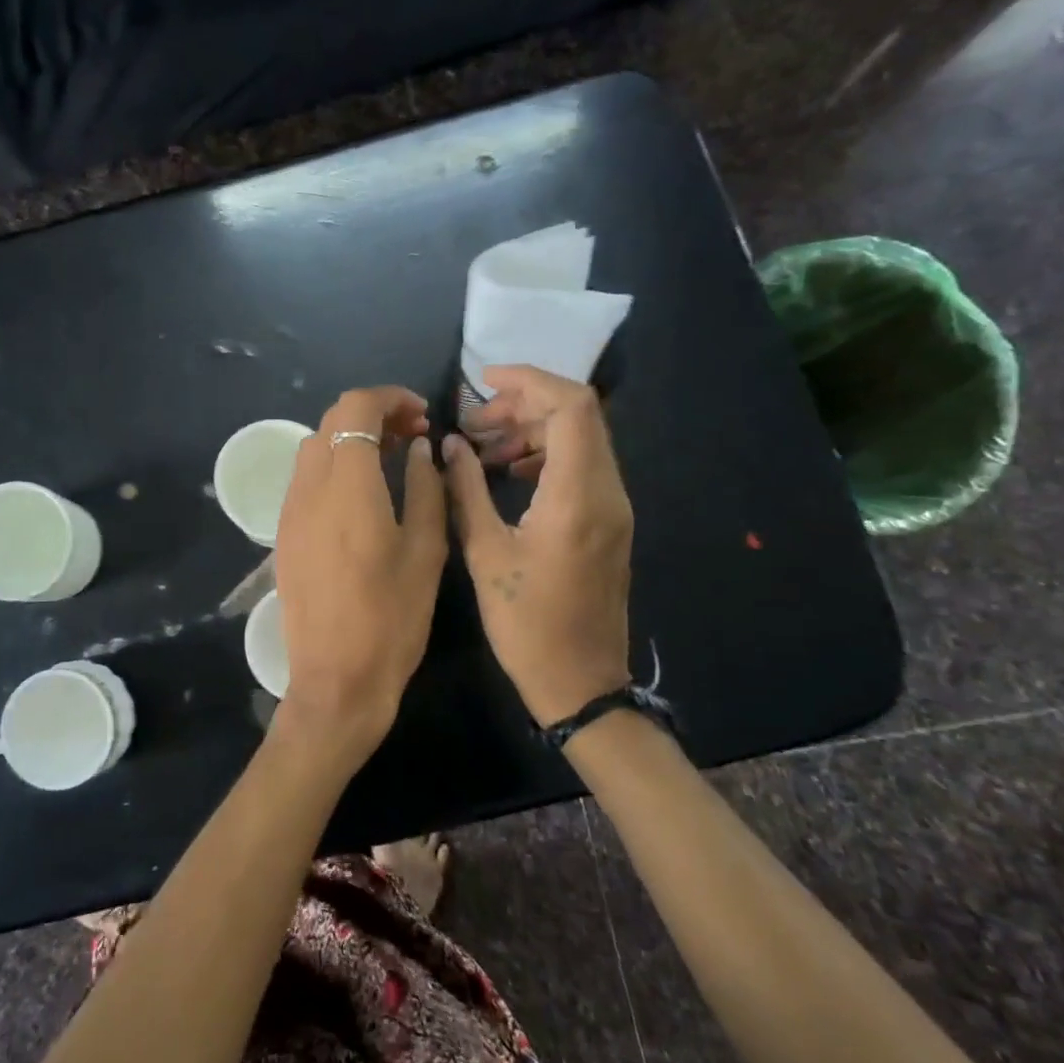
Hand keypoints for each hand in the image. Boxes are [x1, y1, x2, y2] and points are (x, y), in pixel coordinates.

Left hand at [273, 387, 446, 766]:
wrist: (335, 679)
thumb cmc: (391, 618)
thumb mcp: (426, 552)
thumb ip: (426, 489)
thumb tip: (419, 449)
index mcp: (346, 486)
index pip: (354, 408)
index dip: (389, 398)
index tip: (421, 415)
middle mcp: (308, 488)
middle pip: (331, 421)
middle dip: (372, 416)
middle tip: (413, 436)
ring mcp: (290, 511)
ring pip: (315, 448)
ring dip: (350, 440)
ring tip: (392, 461)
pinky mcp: (284, 534)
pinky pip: (306, 479)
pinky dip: (334, 466)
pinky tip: (363, 494)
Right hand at [443, 366, 632, 726]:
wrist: (581, 682)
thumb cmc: (526, 623)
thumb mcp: (485, 554)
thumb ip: (466, 490)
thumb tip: (449, 445)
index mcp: (578, 497)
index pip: (571, 407)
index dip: (529, 380)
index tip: (483, 380)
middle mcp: (607, 492)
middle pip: (579, 415)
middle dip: (524, 404)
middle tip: (474, 422)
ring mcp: (614, 507)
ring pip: (581, 439)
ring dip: (533, 429)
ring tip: (482, 448)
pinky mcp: (608, 522)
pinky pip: (582, 466)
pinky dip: (545, 455)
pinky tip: (507, 474)